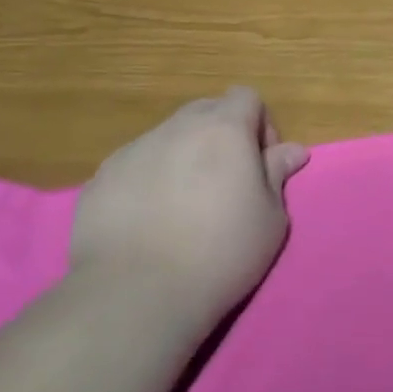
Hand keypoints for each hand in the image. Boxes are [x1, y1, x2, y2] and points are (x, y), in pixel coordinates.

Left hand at [70, 87, 308, 327]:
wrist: (137, 294)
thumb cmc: (221, 252)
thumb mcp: (270, 218)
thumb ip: (277, 174)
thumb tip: (293, 150)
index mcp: (223, 129)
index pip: (246, 97)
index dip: (259, 124)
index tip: (260, 163)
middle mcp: (176, 128)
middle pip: (205, 111)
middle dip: (220, 135)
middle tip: (226, 182)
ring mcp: (132, 151)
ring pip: (167, 138)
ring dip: (183, 157)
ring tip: (183, 207)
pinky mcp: (99, 180)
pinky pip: (134, 166)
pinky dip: (147, 181)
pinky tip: (148, 223)